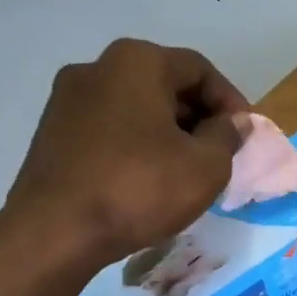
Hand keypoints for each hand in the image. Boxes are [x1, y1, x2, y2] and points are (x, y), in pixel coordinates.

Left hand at [1, 39, 250, 268]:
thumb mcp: (206, 165)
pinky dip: (137, 143)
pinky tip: (148, 177)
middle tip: (219, 152)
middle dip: (198, 115)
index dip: (230, 101)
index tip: (244, 135)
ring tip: (186, 168)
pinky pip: (110, 127)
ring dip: (168, 130)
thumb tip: (234, 122)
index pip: (199, 69)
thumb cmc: (140, 188)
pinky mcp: (52, 132)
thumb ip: (227, 135)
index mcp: (137, 62)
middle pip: (164, 83)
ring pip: (136, 106)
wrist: (55, 232)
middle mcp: (97, 67)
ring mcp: (67, 99)